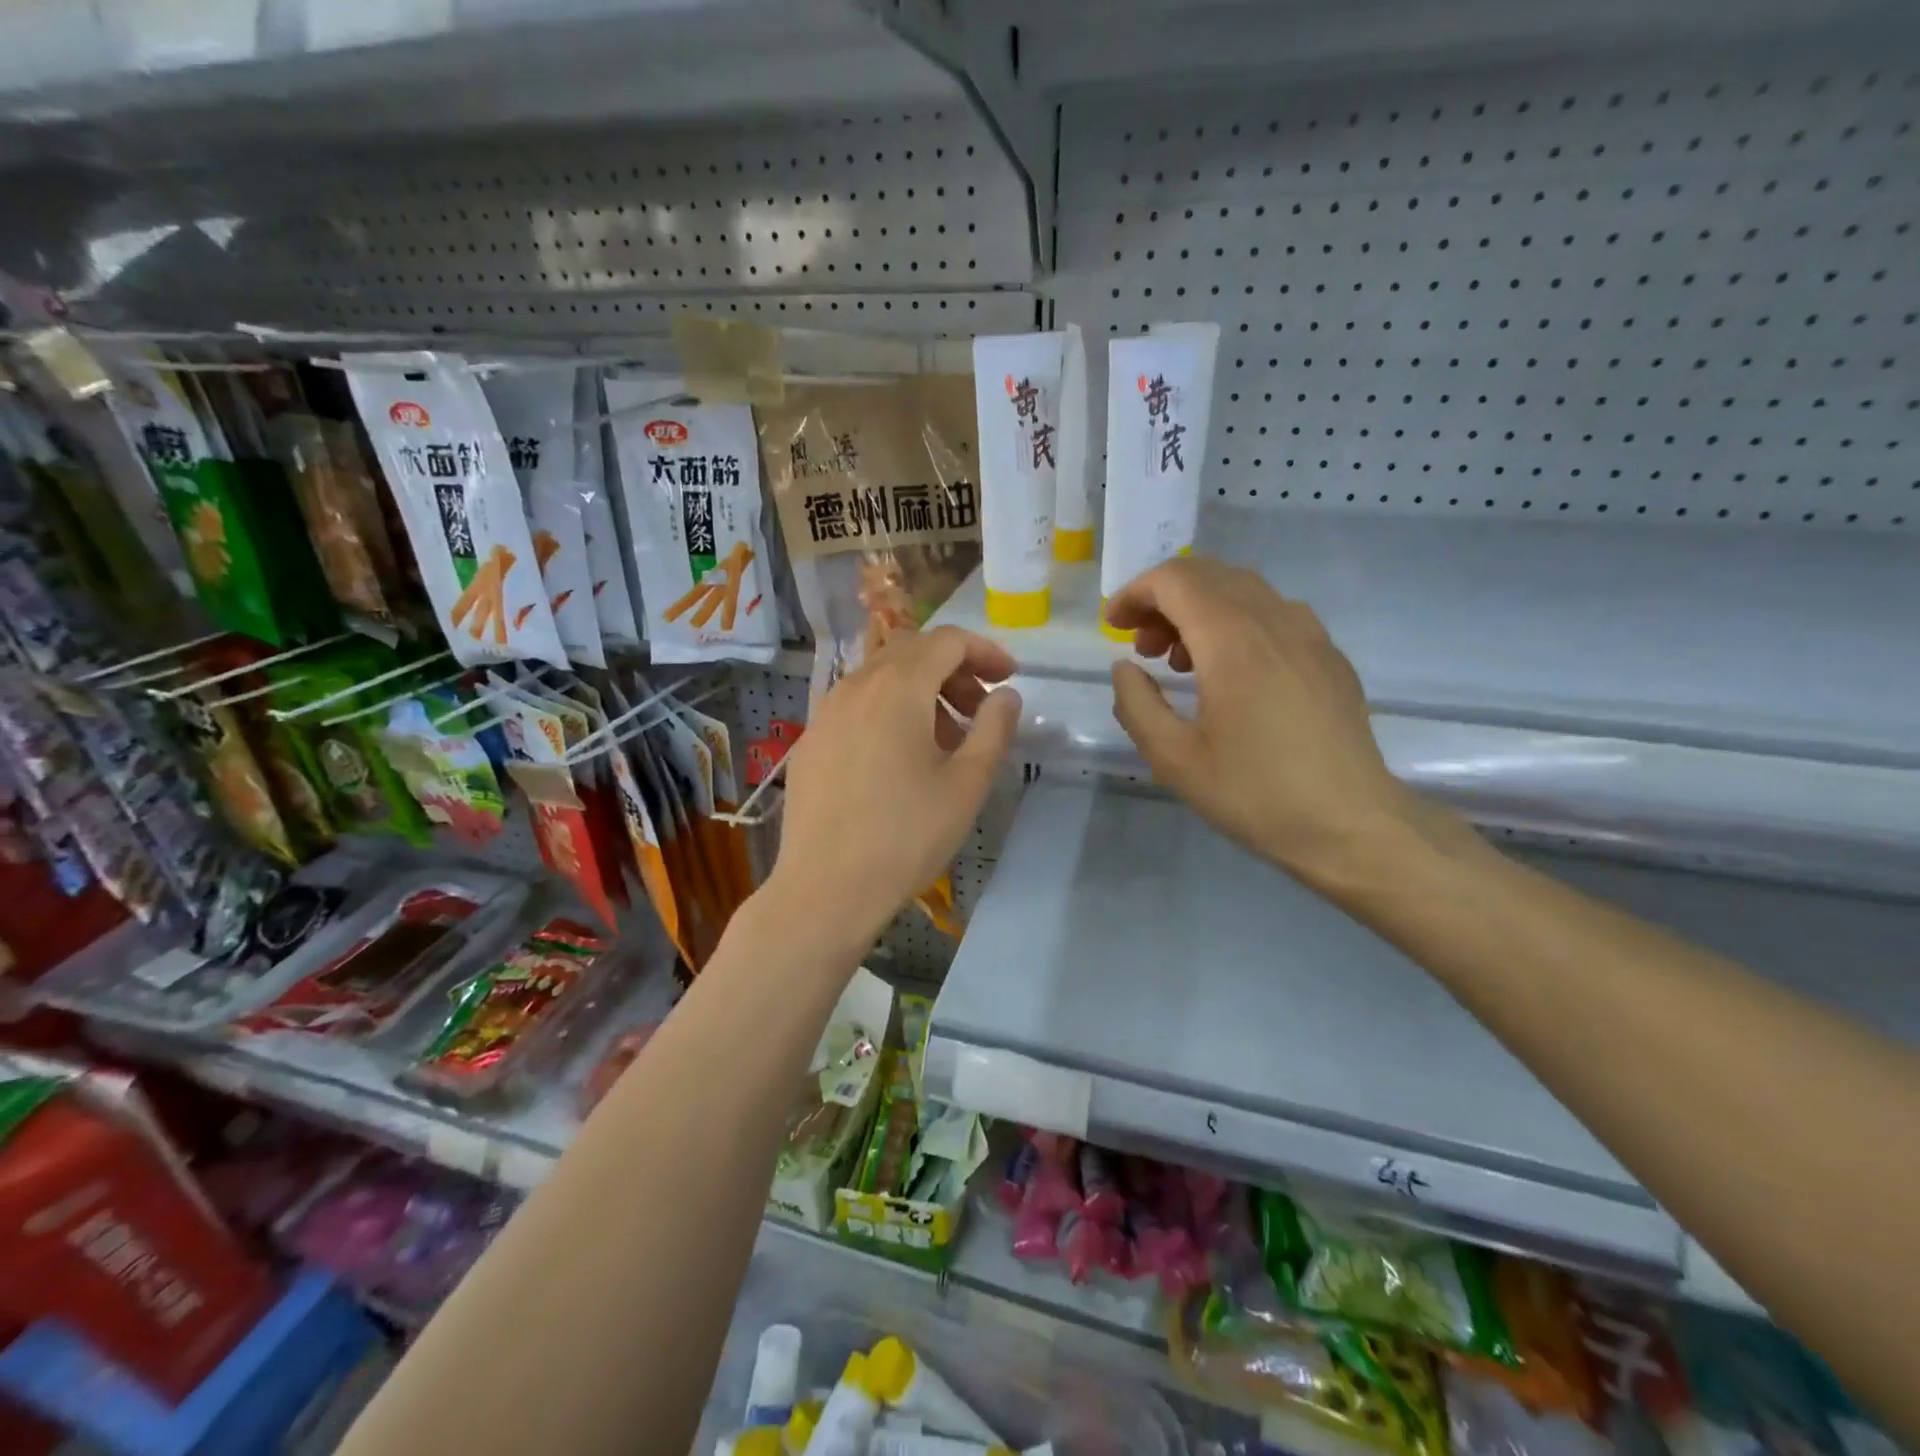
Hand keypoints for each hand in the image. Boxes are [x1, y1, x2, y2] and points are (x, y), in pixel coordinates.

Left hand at [767, 626, 1020, 951]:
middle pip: (912, 652)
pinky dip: (888, 711)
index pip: (947, 640)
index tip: (1010, 678)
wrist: (826, 888)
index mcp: (898, 687)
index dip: (985, 651)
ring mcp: (826, 712)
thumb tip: (1006, 695)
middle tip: (980, 709)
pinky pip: (856, 705)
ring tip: (945, 739)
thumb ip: (994, 728)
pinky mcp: (811, 741)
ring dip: (920, 691)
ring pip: (881, 678)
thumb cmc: (906, 835)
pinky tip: (899, 758)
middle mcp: (856, 685)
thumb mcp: (967, 783)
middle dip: (953, 670)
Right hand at [1105, 557, 1427, 890]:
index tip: (1114, 627)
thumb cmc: (1255, 793)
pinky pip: (1274, 613)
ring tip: (1182, 663)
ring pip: (1244, 590)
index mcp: (1232, 641)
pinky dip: (1237, 622)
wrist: (1352, 825)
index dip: (1135, 593)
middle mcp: (1274, 621)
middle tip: (1143, 647)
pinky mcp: (1329, 656)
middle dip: (1164, 599)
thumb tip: (1125, 668)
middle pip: (1209, 575)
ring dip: (1200, 608)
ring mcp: (1309, 635)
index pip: (1175, 580)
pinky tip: (1232, 671)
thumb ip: (1136, 704)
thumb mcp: (1174, 758)